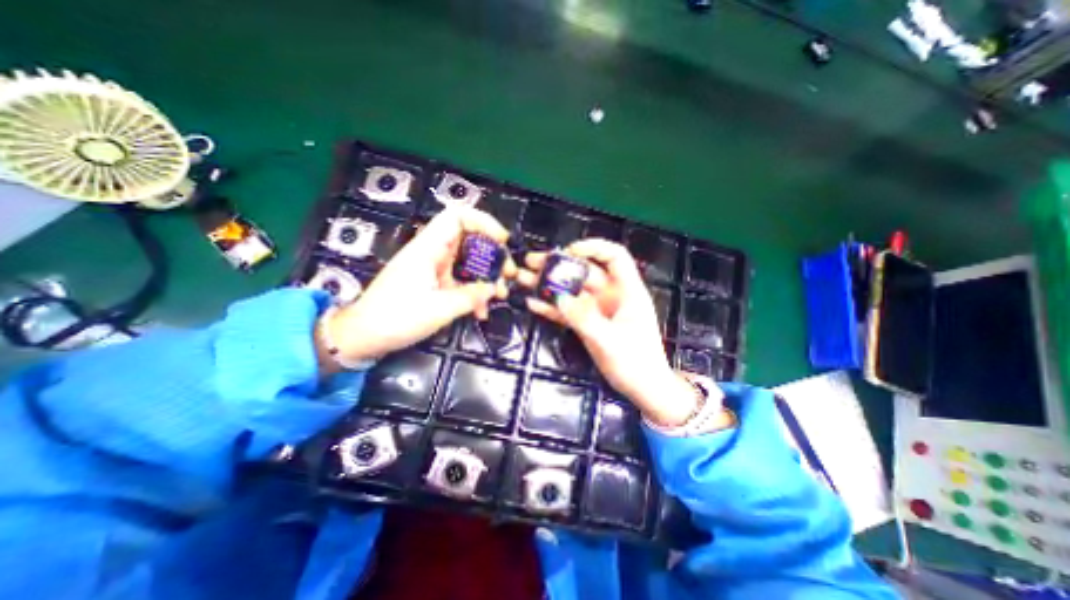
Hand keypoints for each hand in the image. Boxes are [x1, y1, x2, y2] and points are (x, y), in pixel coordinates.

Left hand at [322, 207, 512, 365]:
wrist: (364, 336)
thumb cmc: (396, 318)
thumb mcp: (440, 309)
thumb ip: (471, 296)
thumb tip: (494, 288)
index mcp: (428, 249)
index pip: (457, 216)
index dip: (483, 222)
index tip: (503, 241)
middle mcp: (432, 253)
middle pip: (468, 238)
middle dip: (492, 253)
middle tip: (508, 273)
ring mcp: (433, 268)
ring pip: (467, 261)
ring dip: (486, 275)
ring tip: (500, 293)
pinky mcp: (433, 283)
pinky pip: (460, 280)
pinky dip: (473, 291)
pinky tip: (481, 311)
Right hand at [520, 238, 702, 425]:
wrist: (643, 389)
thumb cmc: (635, 364)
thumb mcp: (609, 341)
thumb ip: (584, 319)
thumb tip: (559, 297)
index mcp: (628, 291)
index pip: (615, 256)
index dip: (593, 247)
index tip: (568, 251)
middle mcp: (612, 295)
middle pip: (585, 271)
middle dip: (559, 265)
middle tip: (532, 262)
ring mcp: (598, 310)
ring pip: (573, 290)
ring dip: (550, 284)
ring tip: (524, 277)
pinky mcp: (589, 324)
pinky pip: (569, 311)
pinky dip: (552, 307)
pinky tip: (533, 303)